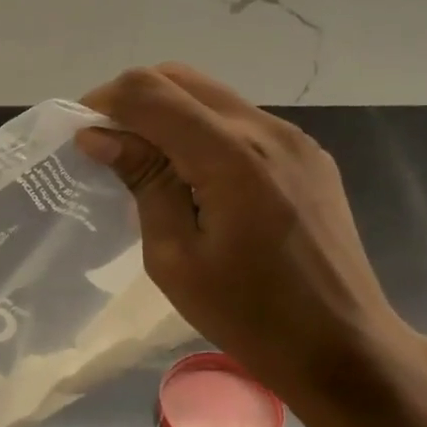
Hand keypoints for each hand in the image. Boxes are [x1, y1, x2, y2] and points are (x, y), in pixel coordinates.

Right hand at [78, 64, 425, 426]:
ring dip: (169, 115)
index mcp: (231, 156)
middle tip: (108, 146)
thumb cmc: (249, 316)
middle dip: (133, 101)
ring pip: (212, 96)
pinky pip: (242, 122)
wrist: (343, 347)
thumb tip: (98, 134)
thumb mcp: (176, 258)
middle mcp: (267, 130)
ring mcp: (295, 139)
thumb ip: (143, 182)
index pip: (151, 92)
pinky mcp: (310, 156)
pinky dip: (203, 133)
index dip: (105, 102)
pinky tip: (195, 179)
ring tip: (148, 165)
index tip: (83, 137)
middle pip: (181, 78)